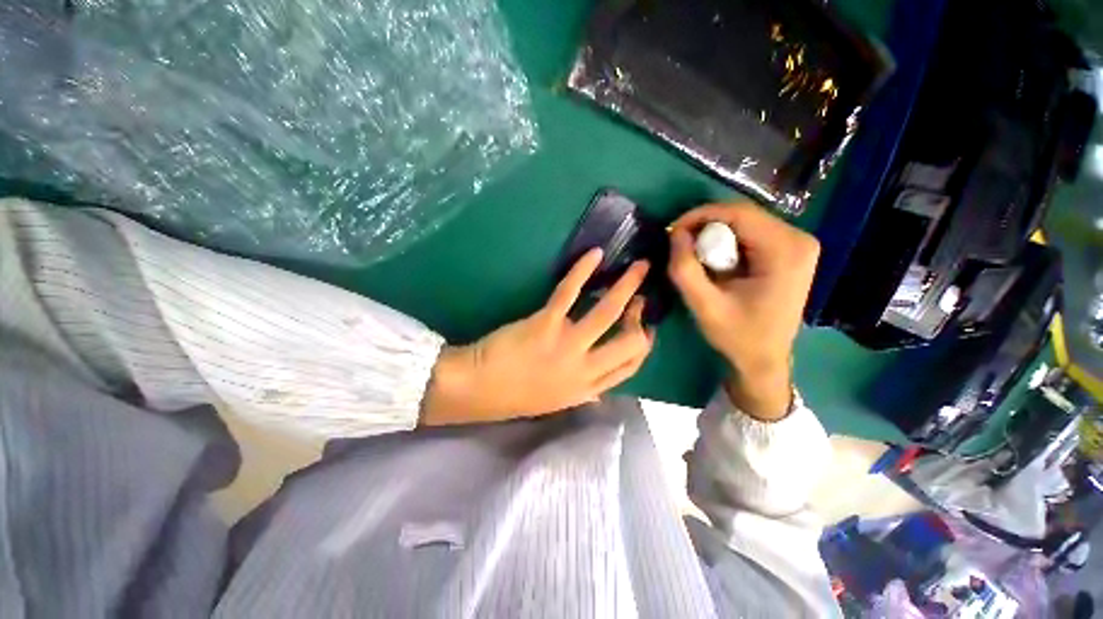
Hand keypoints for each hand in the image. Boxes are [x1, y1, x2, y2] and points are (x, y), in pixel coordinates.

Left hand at [421, 249, 653, 425]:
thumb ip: (584, 394)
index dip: (643, 344)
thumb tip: (602, 392)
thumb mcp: (557, 402)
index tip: (645, 326)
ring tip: (640, 267)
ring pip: (607, 312)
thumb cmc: (515, 395)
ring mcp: (566, 345)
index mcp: (588, 388)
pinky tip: (594, 254)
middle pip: (630, 342)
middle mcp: (584, 368)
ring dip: (627, 286)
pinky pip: (569, 292)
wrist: (478, 388)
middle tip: (640, 297)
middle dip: (641, 316)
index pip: (631, 367)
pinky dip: (583, 270)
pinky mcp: (545, 323)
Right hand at [667, 203, 819, 420]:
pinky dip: (727, 242)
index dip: (700, 215)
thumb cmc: (738, 336)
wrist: (765, 359)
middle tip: (680, 245)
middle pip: (743, 215)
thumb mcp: (704, 305)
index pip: (738, 213)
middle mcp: (799, 239)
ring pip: (746, 222)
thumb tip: (675, 234)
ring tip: (694, 255)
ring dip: (715, 234)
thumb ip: (685, 269)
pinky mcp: (791, 251)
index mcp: (785, 250)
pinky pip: (752, 233)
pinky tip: (715, 261)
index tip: (672, 231)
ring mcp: (798, 244)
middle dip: (706, 226)